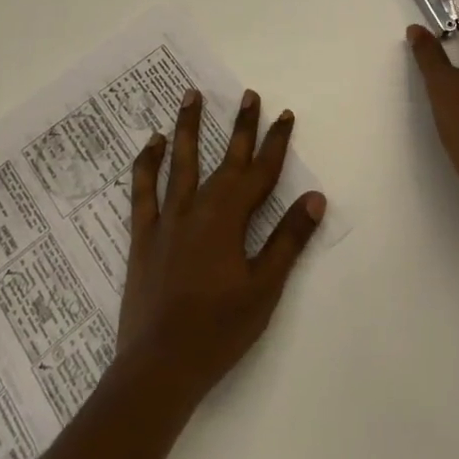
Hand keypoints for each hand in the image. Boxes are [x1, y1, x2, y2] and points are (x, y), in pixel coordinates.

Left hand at [116, 88, 325, 406]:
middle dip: (241, 126)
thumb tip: (314, 197)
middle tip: (249, 94)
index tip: (284, 114)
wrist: (159, 365)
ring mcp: (168, 217)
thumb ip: (288, 240)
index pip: (261, 172)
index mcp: (230, 217)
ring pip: (181, 160)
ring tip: (191, 94)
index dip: (275, 142)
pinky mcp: (144, 233)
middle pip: (227, 158)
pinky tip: (152, 142)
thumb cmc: (218, 330)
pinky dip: (147, 163)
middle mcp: (200, 206)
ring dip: (189, 126)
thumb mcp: (264, 289)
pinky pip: (143, 188)